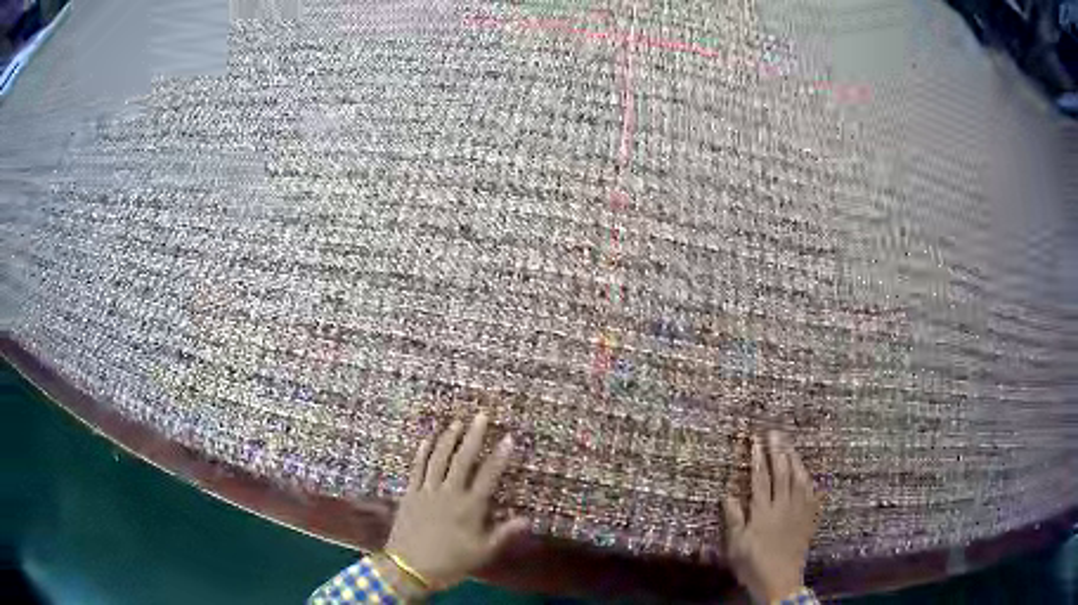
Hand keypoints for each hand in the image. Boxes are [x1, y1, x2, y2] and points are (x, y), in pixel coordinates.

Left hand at [384, 413, 528, 591]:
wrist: (409, 568)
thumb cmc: (450, 563)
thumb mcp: (482, 553)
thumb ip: (503, 533)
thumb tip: (527, 519)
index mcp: (469, 508)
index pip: (488, 476)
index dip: (499, 456)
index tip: (508, 438)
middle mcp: (448, 494)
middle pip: (462, 460)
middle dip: (472, 437)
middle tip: (480, 416)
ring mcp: (426, 491)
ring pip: (438, 459)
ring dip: (447, 439)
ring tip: (456, 423)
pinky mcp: (409, 494)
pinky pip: (416, 469)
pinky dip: (422, 453)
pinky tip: (426, 441)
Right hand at [722, 431, 820, 602]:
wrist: (781, 580)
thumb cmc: (754, 564)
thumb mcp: (736, 546)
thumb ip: (734, 519)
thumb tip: (728, 494)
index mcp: (763, 512)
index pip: (761, 479)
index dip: (758, 458)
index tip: (756, 440)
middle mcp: (783, 506)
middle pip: (781, 473)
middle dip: (777, 451)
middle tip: (774, 432)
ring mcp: (798, 511)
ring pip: (798, 479)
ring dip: (794, 459)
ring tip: (789, 445)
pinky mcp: (808, 518)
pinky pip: (811, 493)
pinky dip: (807, 479)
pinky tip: (805, 472)